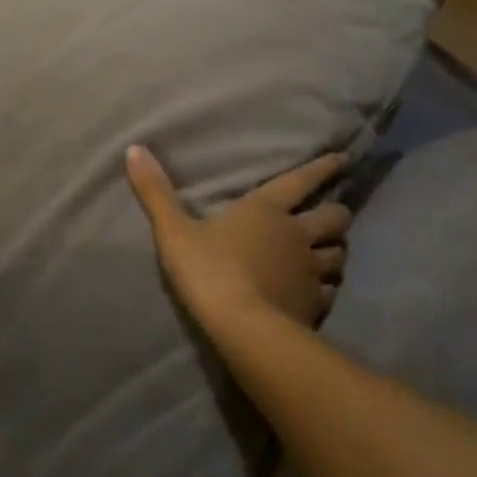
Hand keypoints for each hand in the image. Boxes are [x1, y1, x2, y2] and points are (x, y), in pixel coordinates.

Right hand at [126, 146, 349, 333]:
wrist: (241, 327)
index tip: (342, 159)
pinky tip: (317, 292)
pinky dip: (326, 287)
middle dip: (335, 214)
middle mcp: (296, 235)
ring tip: (328, 254)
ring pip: (338, 255)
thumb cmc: (207, 270)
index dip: (322, 168)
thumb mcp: (173, 230)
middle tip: (331, 216)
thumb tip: (134, 149)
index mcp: (266, 210)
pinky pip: (330, 290)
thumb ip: (155, 191)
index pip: (300, 181)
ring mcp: (310, 270)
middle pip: (334, 218)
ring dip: (335, 251)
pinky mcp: (315, 304)